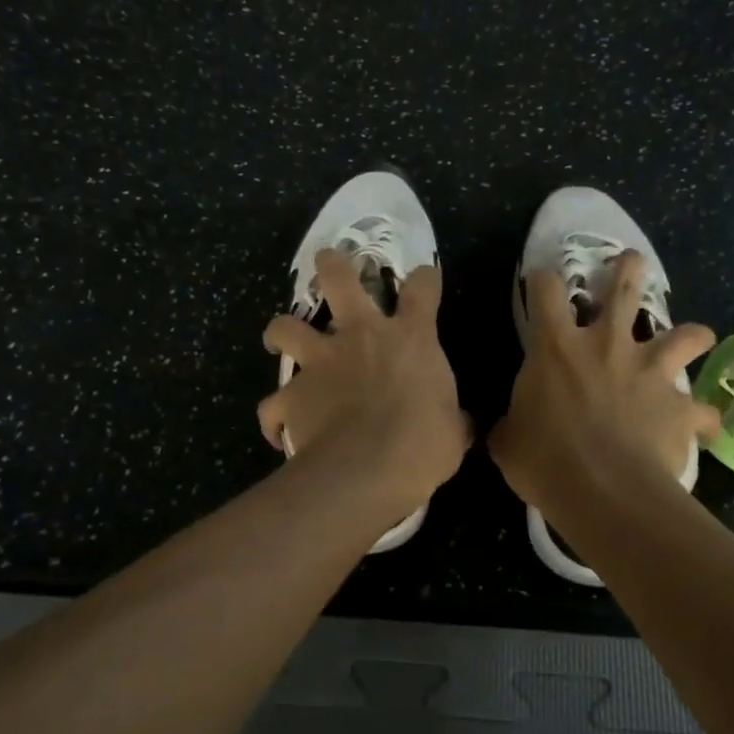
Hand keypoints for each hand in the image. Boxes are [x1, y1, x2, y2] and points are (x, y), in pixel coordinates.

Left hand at [258, 249, 469, 514]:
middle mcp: (361, 337)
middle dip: (332, 265)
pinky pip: (272, 404)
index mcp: (410, 339)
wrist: (367, 470)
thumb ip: (454, 420)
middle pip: (339, 279)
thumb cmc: (422, 445)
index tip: (425, 279)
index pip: (422, 288)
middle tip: (328, 262)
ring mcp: (320, 362)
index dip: (424, 278)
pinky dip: (274, 415)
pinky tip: (277, 429)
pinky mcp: (292, 395)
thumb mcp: (453, 432)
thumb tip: (462, 425)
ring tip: (280, 338)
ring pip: (286, 327)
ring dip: (280, 330)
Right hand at [490, 251, 719, 508]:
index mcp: (557, 347)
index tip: (543, 282)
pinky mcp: (680, 406)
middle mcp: (608, 345)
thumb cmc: (545, 461)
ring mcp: (650, 372)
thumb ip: (510, 424)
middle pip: (624, 287)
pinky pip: (702, 411)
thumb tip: (508, 428)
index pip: (545, 289)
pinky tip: (705, 428)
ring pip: (684, 335)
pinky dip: (703, 418)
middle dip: (628, 269)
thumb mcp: (507, 441)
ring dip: (692, 334)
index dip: (543, 280)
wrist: (604, 492)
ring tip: (696, 336)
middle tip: (630, 262)